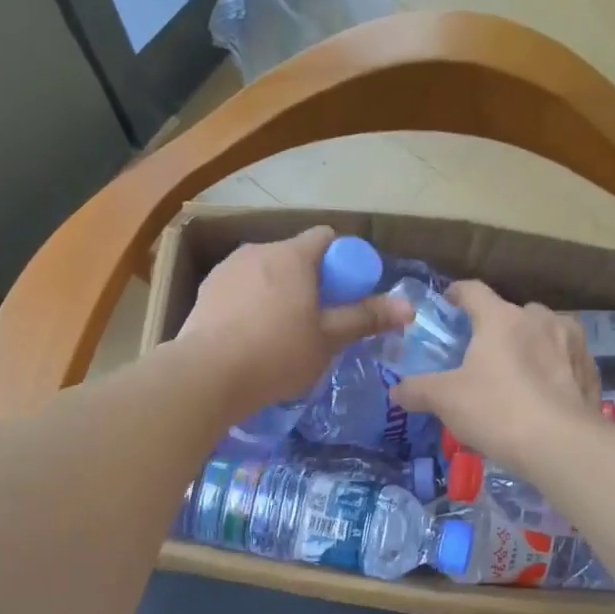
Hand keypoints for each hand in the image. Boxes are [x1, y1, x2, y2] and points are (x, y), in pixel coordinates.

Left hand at [176, 227, 410, 414]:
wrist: (206, 375)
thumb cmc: (277, 353)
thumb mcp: (329, 339)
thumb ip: (366, 318)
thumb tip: (409, 306)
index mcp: (292, 255)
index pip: (326, 238)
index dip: (342, 262)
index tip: (345, 295)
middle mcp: (258, 250)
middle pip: (294, 256)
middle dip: (310, 281)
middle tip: (317, 321)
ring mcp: (227, 269)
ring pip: (264, 272)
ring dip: (278, 292)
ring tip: (280, 333)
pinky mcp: (205, 291)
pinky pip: (239, 289)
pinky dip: (250, 304)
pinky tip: (249, 338)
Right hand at [392, 281, 601, 472]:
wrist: (562, 445)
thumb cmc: (497, 410)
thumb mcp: (445, 401)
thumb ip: (418, 390)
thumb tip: (396, 390)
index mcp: (501, 318)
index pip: (473, 290)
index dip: (456, 294)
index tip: (448, 304)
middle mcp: (539, 319)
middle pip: (512, 312)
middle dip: (497, 327)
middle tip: (483, 354)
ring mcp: (571, 343)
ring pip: (545, 333)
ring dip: (530, 345)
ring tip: (518, 374)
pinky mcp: (590, 370)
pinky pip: (566, 360)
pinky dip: (554, 369)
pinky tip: (545, 394)